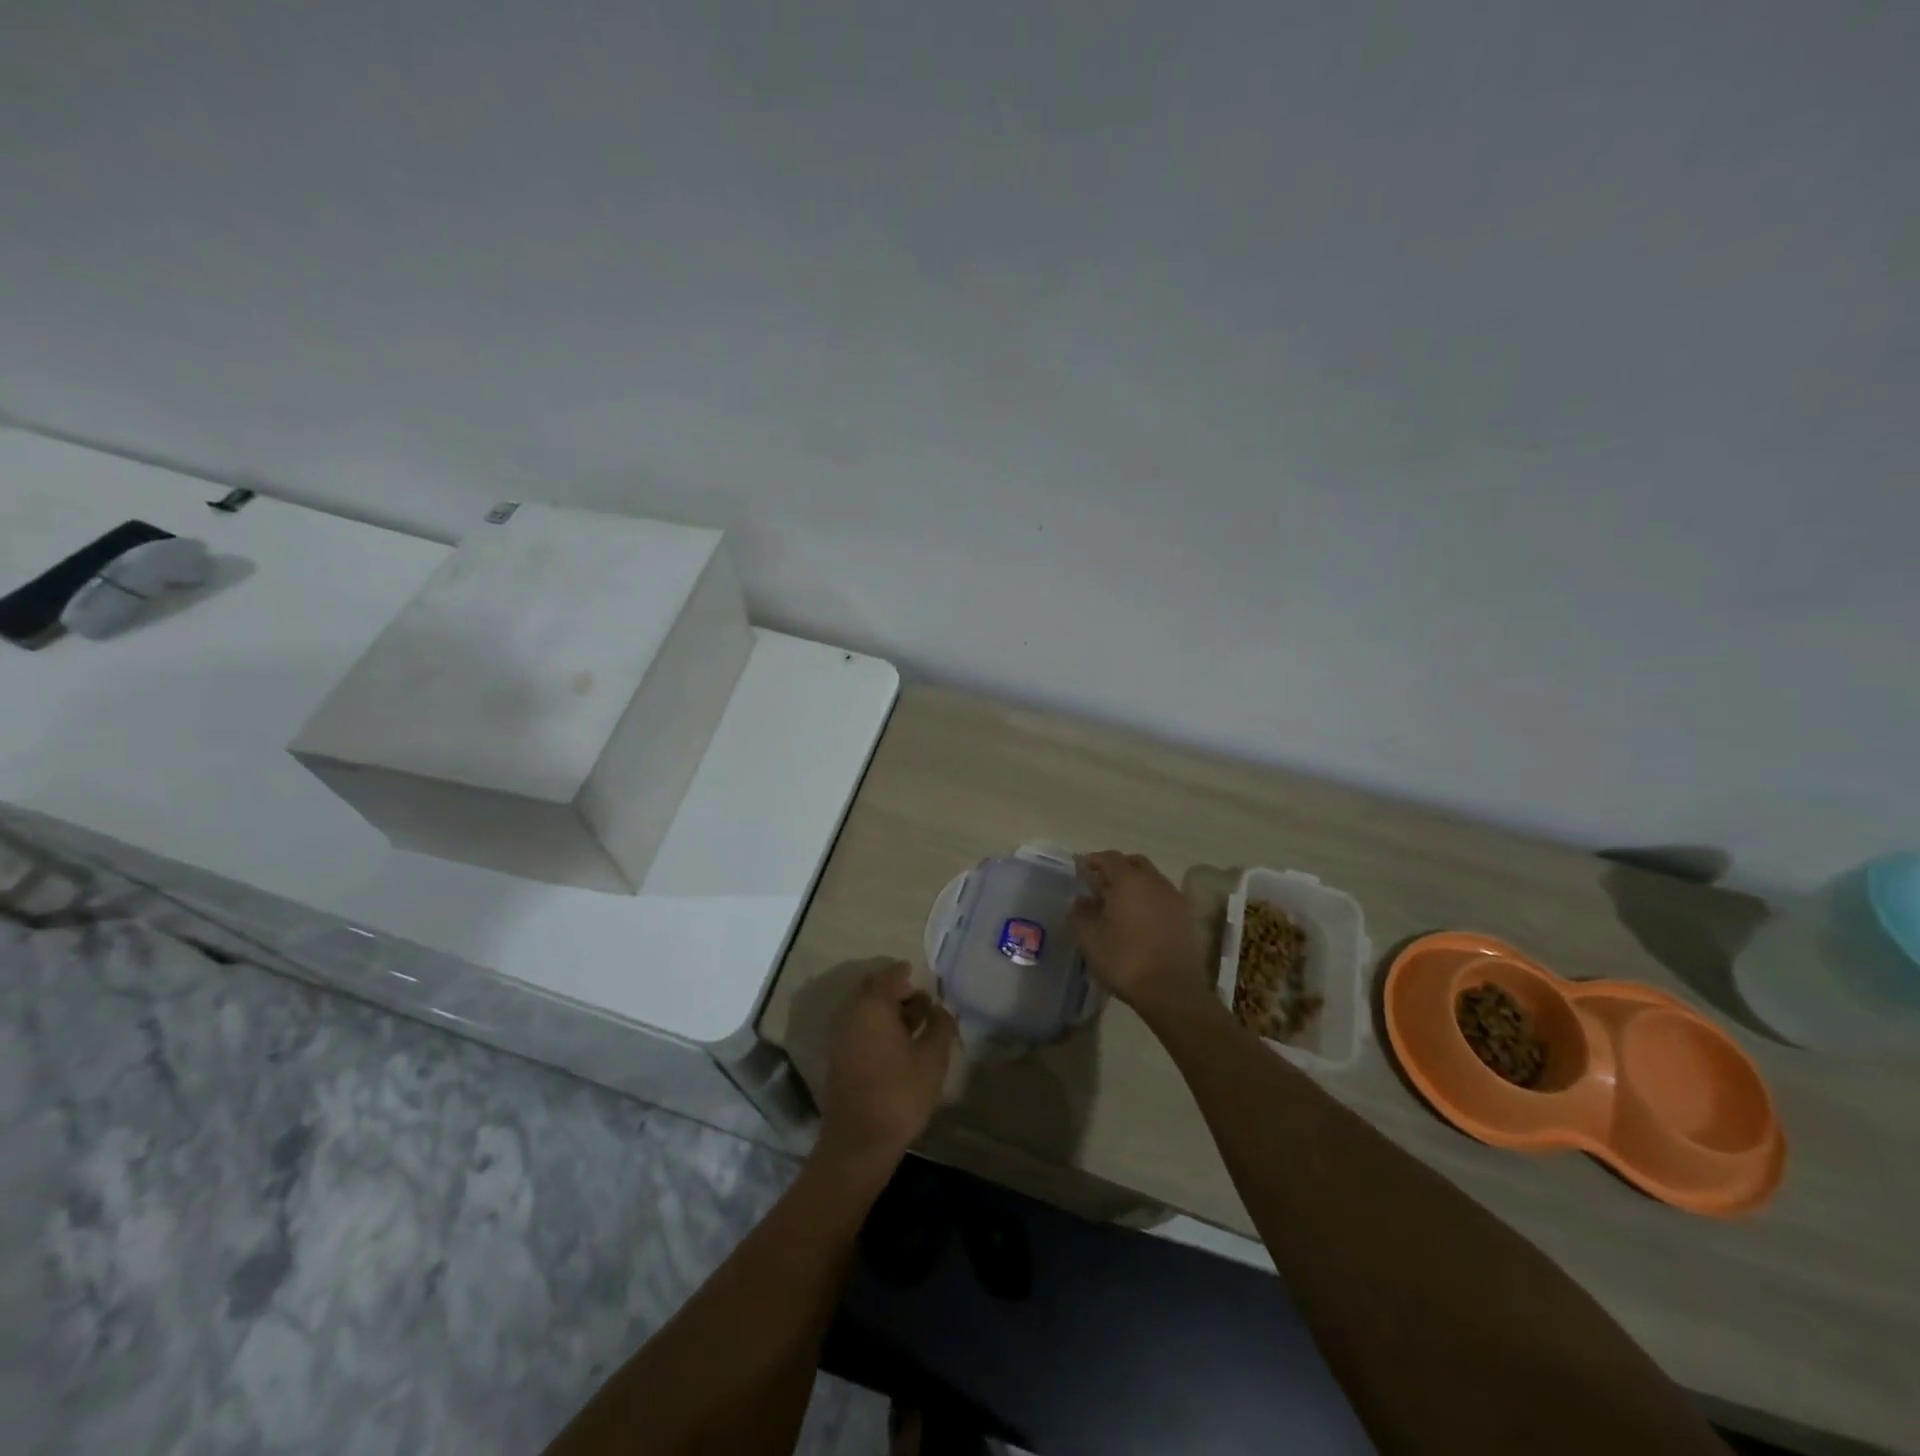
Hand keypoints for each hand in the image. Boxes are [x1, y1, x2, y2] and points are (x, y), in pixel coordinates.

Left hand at [817, 962, 957, 1171]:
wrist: (858, 1142)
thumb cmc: (900, 1093)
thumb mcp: (932, 1059)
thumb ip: (940, 1027)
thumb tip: (942, 1009)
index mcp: (873, 1005)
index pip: (889, 975)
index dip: (905, 972)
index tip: (917, 972)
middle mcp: (852, 1014)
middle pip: (873, 990)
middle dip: (895, 991)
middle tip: (920, 1001)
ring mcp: (841, 1037)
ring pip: (864, 1010)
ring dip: (886, 1010)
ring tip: (913, 1025)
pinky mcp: (838, 1058)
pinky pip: (858, 1028)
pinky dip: (876, 1027)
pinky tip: (896, 1045)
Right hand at [1072, 851, 1212, 1023]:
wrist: (1171, 990)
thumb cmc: (1124, 959)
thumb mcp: (1090, 938)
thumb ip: (1081, 914)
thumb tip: (1081, 900)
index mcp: (1129, 880)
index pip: (1110, 858)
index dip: (1095, 860)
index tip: (1083, 868)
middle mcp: (1155, 882)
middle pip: (1135, 863)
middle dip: (1118, 868)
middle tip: (1102, 883)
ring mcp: (1174, 899)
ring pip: (1153, 880)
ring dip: (1136, 884)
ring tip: (1121, 903)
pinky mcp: (1187, 918)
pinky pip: (1165, 898)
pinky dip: (1151, 900)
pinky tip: (1141, 920)